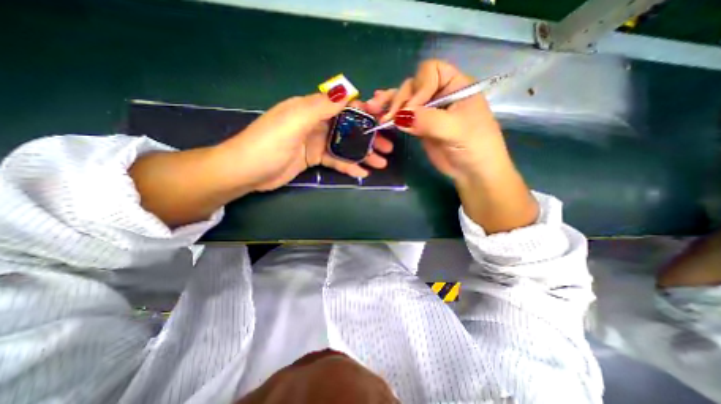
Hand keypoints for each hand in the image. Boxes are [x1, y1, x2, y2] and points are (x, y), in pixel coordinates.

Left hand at [131, 88, 396, 227]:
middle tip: (388, 147)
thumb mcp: (294, 121)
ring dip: (363, 154)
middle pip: (349, 128)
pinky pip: (336, 161)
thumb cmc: (269, 143)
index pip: (343, 105)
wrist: (247, 172)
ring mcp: (316, 143)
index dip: (364, 111)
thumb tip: (348, 90)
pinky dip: (349, 166)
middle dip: (369, 137)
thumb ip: (321, 106)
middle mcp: (316, 123)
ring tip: (381, 162)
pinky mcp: (314, 159)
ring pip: (345, 147)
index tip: (382, 120)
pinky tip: (362, 173)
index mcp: (311, 109)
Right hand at [368, 58, 536, 232]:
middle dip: (399, 100)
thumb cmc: (474, 147)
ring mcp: (428, 110)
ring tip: (373, 108)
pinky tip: (378, 112)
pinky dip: (391, 114)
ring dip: (389, 104)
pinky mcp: (419, 125)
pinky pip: (403, 116)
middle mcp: (440, 93)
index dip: (418, 88)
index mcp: (455, 85)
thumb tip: (400, 116)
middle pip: (413, 85)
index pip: (431, 71)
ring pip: (405, 100)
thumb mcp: (455, 130)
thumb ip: (428, 120)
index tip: (413, 110)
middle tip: (389, 118)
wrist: (472, 171)